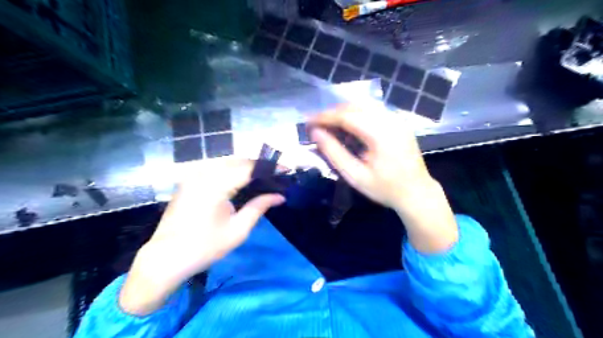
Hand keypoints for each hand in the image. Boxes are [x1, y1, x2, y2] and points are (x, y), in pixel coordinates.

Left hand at [121, 157, 285, 315]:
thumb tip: (280, 196)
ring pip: (228, 162)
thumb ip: (259, 207)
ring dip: (248, 166)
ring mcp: (194, 175)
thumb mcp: (238, 230)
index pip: (249, 168)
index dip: (270, 167)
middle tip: (278, 175)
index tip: (287, 170)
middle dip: (260, 165)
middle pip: (239, 161)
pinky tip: (243, 180)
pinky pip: (217, 168)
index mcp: (215, 185)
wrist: (166, 258)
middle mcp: (203, 173)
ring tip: (265, 177)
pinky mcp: (190, 180)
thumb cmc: (204, 248)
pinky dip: (233, 170)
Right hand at [310, 105, 457, 252]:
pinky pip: (373, 111)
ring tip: (328, 125)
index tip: (308, 122)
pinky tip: (348, 127)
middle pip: (355, 106)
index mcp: (381, 134)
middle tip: (316, 124)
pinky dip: (356, 115)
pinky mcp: (399, 123)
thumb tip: (315, 133)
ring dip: (343, 112)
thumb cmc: (385, 189)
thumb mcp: (355, 175)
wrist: (417, 193)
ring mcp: (397, 120)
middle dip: (332, 113)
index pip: (347, 116)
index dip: (324, 117)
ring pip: (364, 106)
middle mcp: (391, 120)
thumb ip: (334, 152)